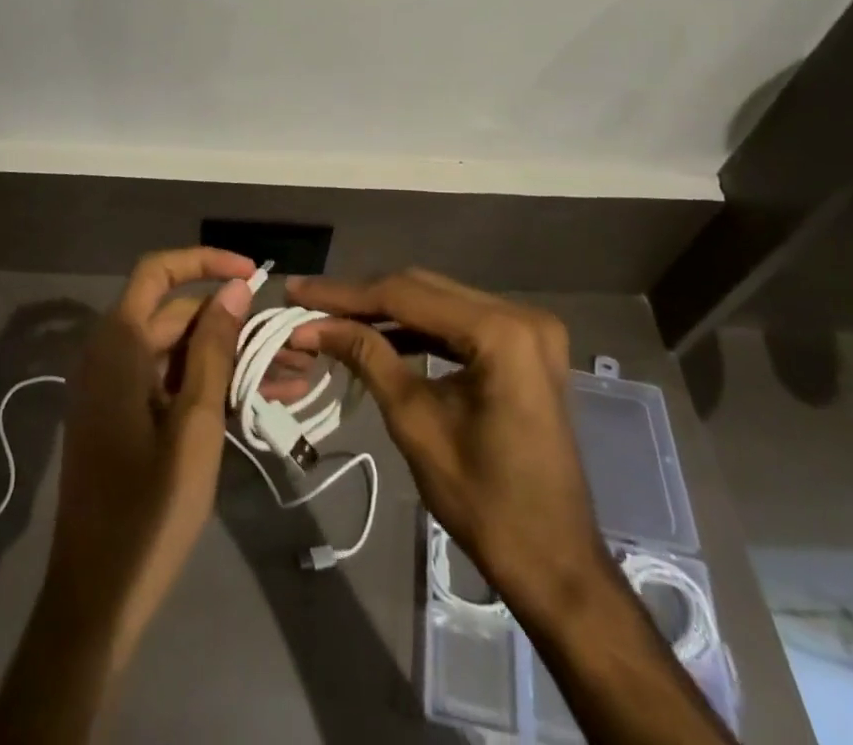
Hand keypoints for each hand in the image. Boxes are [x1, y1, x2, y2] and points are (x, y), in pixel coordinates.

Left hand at [42, 247, 255, 669]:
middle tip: (294, 342)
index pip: (159, 272)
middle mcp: (112, 355)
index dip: (205, 262)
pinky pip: (173, 384)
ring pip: (182, 353)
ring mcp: (117, 390)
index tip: (254, 276)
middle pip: (178, 316)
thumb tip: (235, 289)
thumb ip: (213, 349)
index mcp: (118, 345)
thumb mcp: (195, 424)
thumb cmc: (148, 510)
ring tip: (296, 374)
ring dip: (234, 359)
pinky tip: (265, 400)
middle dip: (237, 324)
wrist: (97, 600)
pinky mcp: (126, 419)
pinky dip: (213, 386)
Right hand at [286, 270, 604, 606]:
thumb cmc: (484, 502)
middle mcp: (521, 314)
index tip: (298, 291)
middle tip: (309, 302)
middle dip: (363, 298)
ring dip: (387, 311)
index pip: (406, 295)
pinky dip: (419, 328)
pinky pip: (460, 322)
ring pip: (439, 301)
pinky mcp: (525, 346)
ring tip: (334, 317)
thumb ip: (367, 357)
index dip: (345, 294)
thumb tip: (313, 324)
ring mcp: (528, 328)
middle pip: (424, 289)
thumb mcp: (415, 422)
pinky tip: (379, 335)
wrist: (554, 563)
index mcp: (501, 332)